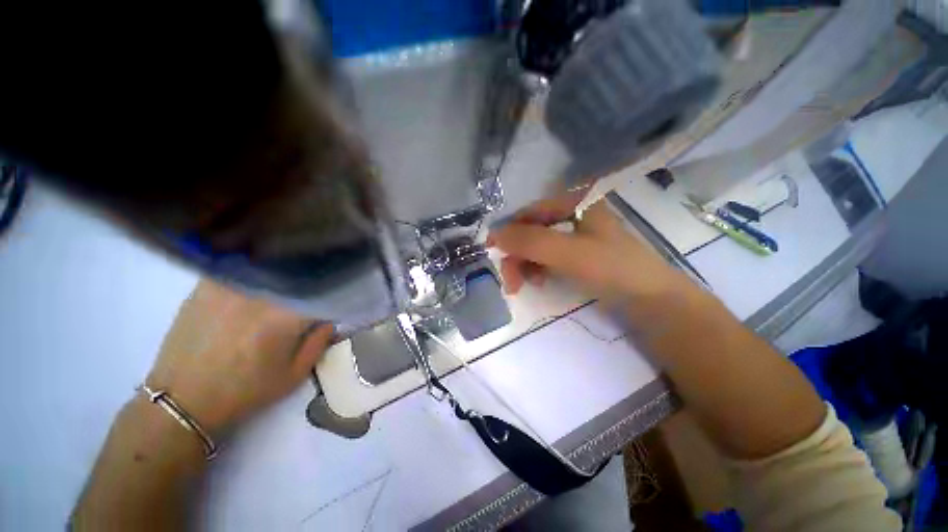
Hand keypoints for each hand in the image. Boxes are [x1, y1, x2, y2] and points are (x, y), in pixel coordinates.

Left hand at [145, 280, 333, 435]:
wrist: (182, 400)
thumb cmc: (244, 391)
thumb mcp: (293, 375)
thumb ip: (319, 343)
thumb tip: (329, 320)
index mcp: (284, 316)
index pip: (320, 294)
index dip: (328, 299)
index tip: (329, 307)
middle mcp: (259, 294)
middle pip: (296, 277)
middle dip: (308, 286)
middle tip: (308, 299)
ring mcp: (229, 286)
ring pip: (269, 269)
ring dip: (282, 277)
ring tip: (284, 290)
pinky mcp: (206, 286)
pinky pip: (241, 269)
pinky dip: (254, 273)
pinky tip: (255, 286)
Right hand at [489, 193, 689, 304]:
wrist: (651, 301)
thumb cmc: (613, 269)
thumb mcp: (569, 253)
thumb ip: (530, 242)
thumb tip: (494, 235)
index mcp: (575, 201)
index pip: (530, 211)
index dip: (509, 229)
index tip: (492, 250)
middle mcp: (572, 213)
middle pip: (532, 230)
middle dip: (517, 254)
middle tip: (510, 281)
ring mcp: (574, 235)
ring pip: (537, 245)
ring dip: (525, 264)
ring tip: (523, 285)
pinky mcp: (576, 254)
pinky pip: (547, 256)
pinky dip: (537, 269)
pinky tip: (537, 281)